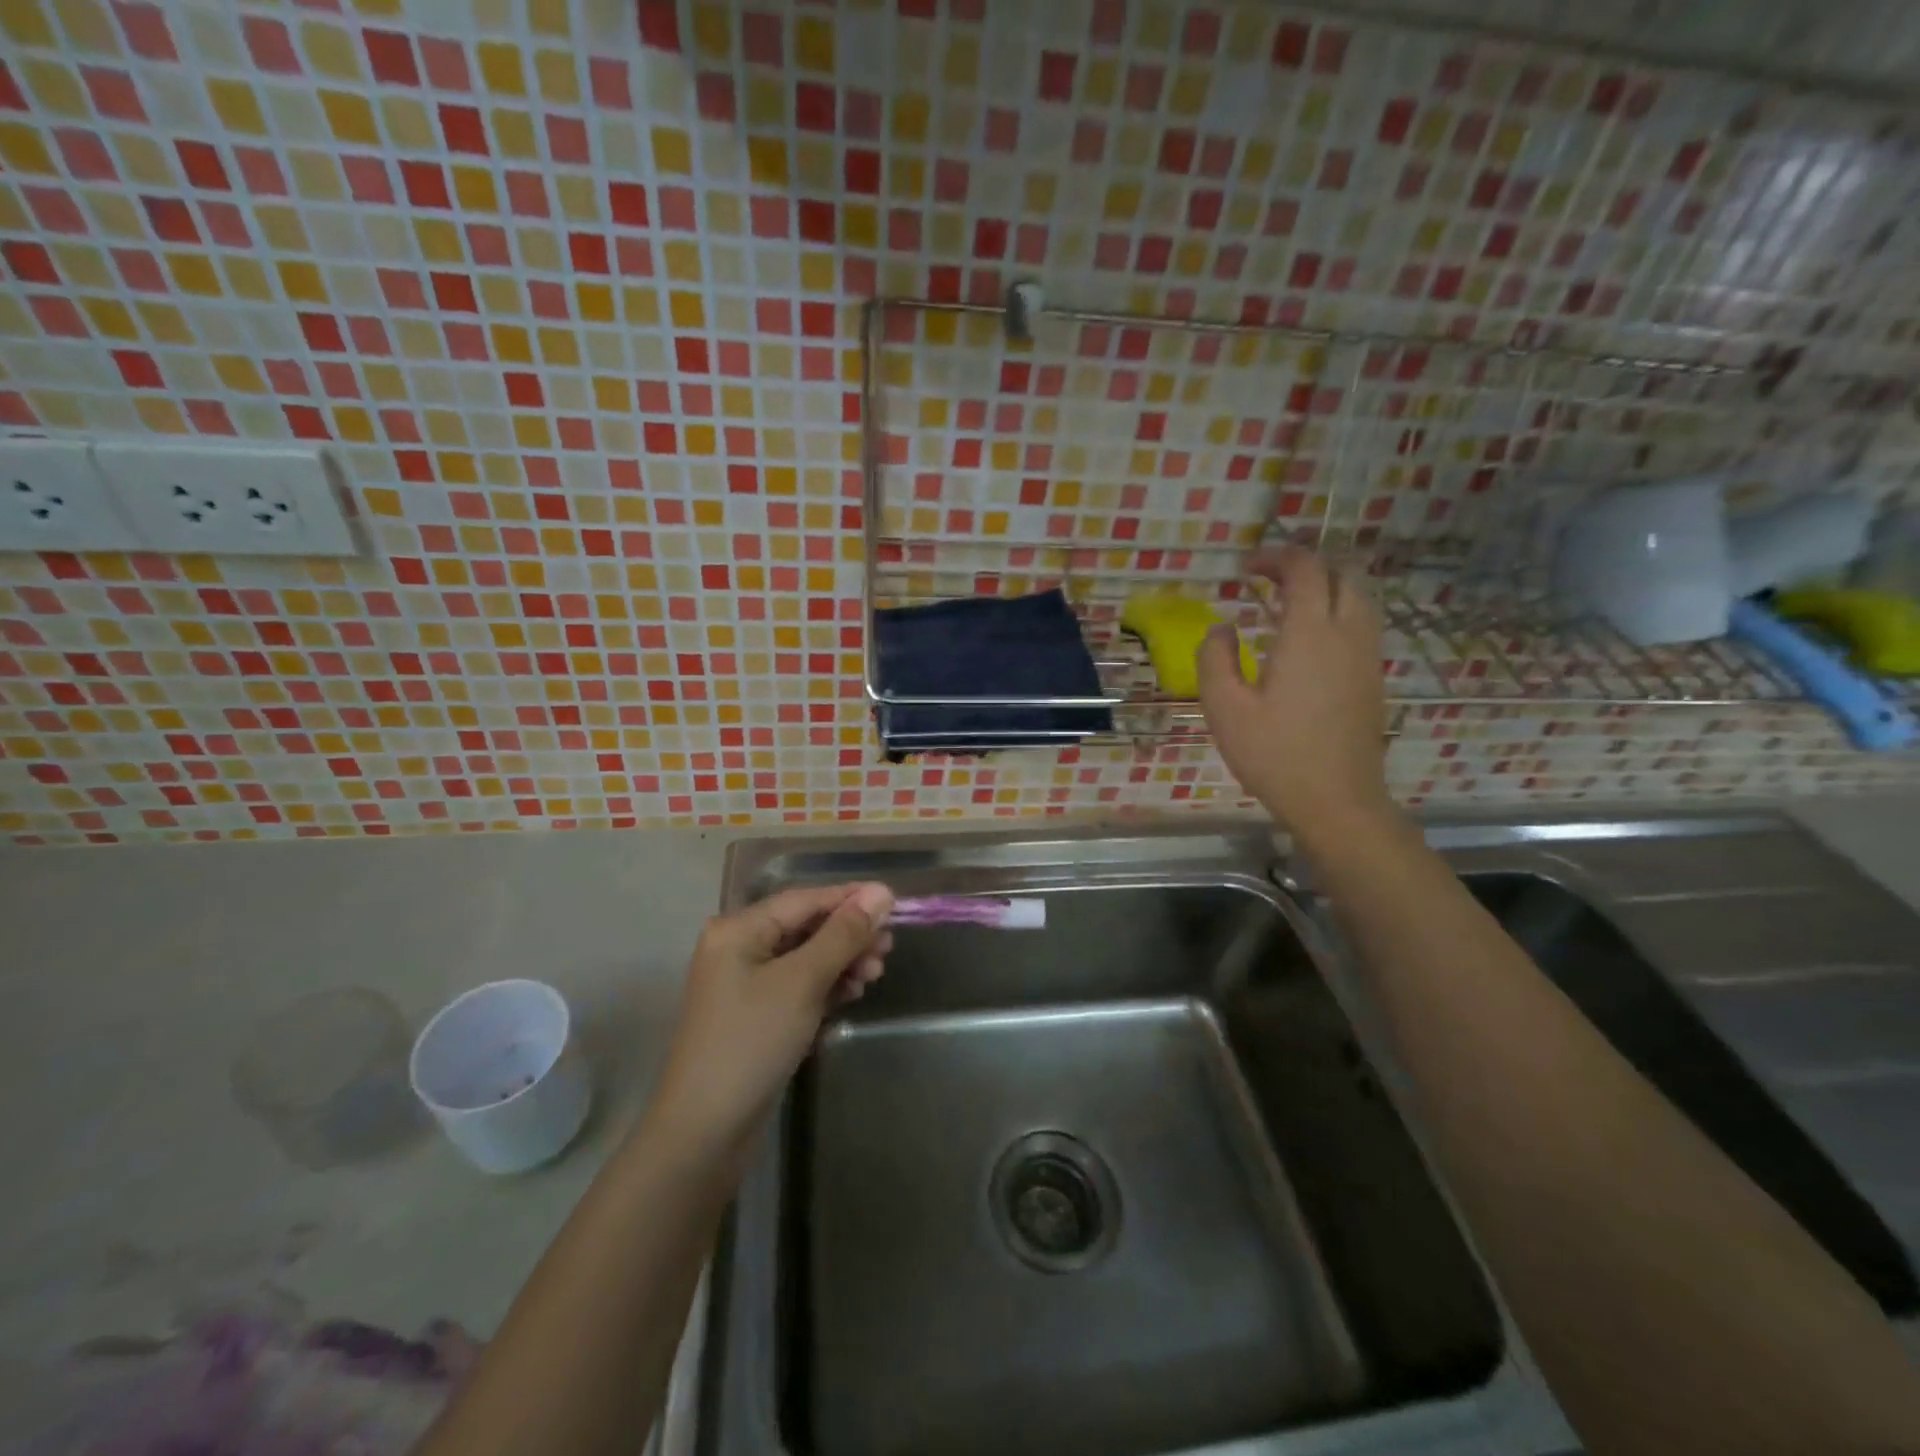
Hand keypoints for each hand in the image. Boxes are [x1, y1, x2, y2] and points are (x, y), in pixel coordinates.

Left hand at [649, 883, 893, 1154]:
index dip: (850, 899)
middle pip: (806, 927)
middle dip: (849, 935)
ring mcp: (747, 985)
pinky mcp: (758, 1015)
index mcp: (739, 930)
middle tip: (888, 949)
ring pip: (807, 958)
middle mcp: (740, 949)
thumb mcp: (802, 981)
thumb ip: (843, 934)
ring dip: (843, 962)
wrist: (706, 1132)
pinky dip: (827, 986)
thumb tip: (881, 892)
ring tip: (875, 975)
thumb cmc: (752, 1042)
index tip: (894, 904)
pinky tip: (852, 994)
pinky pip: (800, 986)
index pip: (805, 900)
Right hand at [1198, 546, 1391, 835]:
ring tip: (1286, 603)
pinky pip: (1362, 622)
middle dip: (1305, 564)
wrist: (1336, 800)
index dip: (1276, 556)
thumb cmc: (1274, 755)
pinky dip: (1337, 609)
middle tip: (1267, 579)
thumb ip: (1214, 658)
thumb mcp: (1224, 709)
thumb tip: (1222, 628)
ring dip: (1325, 585)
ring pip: (1359, 595)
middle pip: (1341, 572)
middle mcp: (1347, 633)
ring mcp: (1366, 655)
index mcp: (1309, 634)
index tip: (1246, 567)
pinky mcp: (1373, 676)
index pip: (1305, 569)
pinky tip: (1308, 637)